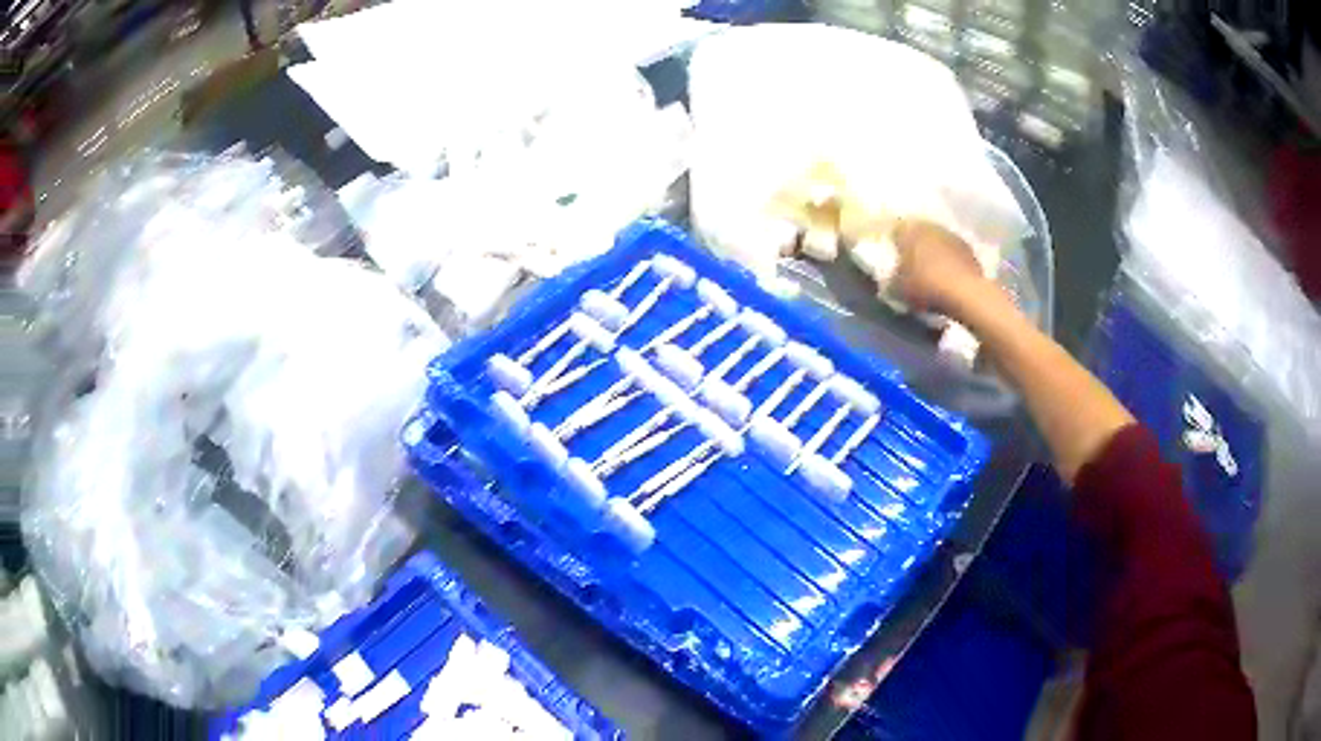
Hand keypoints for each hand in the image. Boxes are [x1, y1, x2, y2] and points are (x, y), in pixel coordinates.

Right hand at [891, 219, 989, 315]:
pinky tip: (948, 277)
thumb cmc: (925, 285)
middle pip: (918, 233)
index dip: (894, 245)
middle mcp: (929, 226)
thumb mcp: (898, 289)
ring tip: (932, 272)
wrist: (965, 292)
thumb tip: (890, 280)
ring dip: (934, 253)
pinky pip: (953, 253)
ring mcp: (951, 235)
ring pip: (937, 242)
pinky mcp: (969, 249)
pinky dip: (950, 262)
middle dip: (916, 247)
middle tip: (912, 265)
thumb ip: (891, 281)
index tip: (894, 258)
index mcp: (908, 230)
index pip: (895, 231)